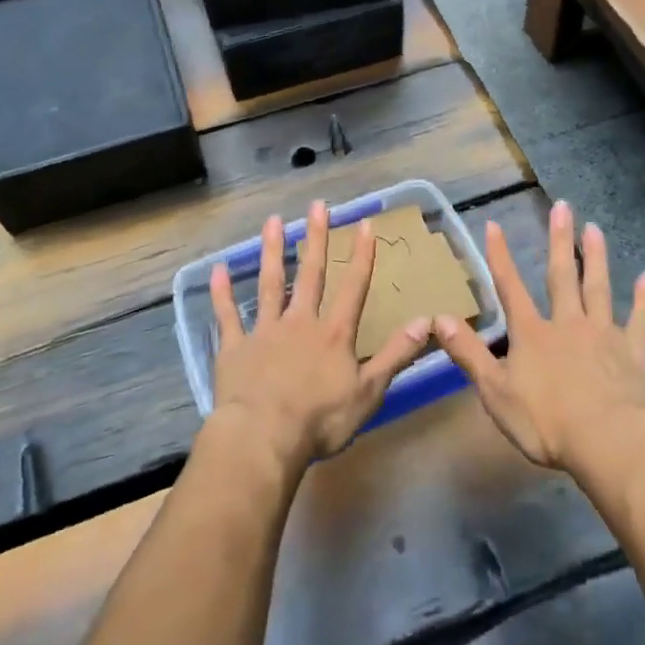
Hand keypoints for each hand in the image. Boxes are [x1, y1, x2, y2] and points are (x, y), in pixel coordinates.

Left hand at [209, 200, 434, 470]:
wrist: (263, 437)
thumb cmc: (320, 420)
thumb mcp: (369, 391)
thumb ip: (396, 355)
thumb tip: (426, 321)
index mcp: (334, 334)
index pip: (353, 287)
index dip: (361, 256)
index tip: (364, 224)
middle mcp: (300, 322)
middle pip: (310, 274)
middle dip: (315, 238)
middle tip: (317, 206)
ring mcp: (265, 331)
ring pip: (270, 283)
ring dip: (272, 251)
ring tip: (273, 221)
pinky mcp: (235, 347)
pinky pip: (228, 315)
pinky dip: (223, 293)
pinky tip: (217, 269)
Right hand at [438, 199, 644, 474]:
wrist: (608, 442)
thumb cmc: (546, 422)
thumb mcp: (495, 391)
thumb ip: (468, 353)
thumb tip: (439, 318)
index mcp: (532, 334)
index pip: (510, 288)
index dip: (500, 256)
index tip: (494, 224)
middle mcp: (567, 324)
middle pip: (562, 276)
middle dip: (559, 241)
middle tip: (563, 207)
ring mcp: (603, 335)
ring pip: (598, 288)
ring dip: (596, 257)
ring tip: (595, 228)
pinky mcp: (633, 352)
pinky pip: (640, 320)